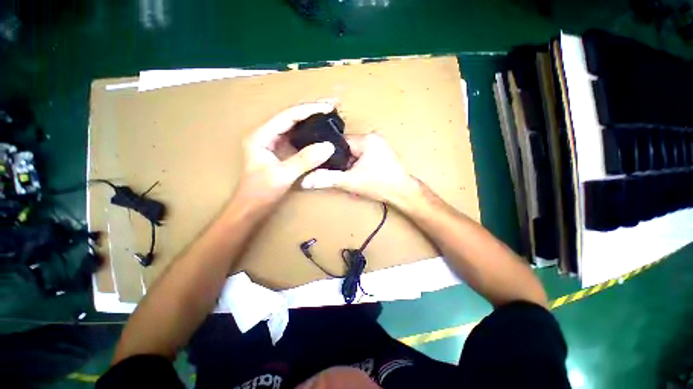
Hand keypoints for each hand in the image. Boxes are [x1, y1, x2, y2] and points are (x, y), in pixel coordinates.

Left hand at [234, 101, 336, 206]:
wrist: (251, 208)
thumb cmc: (260, 193)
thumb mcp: (283, 176)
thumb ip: (305, 160)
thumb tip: (328, 146)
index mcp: (261, 136)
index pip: (288, 116)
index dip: (309, 110)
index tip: (329, 107)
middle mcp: (266, 135)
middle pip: (291, 117)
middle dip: (312, 110)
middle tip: (332, 106)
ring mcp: (273, 143)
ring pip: (294, 126)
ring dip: (311, 120)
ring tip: (329, 115)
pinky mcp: (280, 152)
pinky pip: (296, 138)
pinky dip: (309, 134)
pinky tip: (319, 133)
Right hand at [301, 133, 418, 205]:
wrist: (403, 193)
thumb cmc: (379, 185)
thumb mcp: (351, 182)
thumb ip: (328, 179)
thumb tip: (305, 181)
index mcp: (366, 139)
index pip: (339, 141)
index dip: (329, 153)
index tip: (323, 163)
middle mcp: (373, 137)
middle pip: (346, 146)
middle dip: (340, 159)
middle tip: (338, 172)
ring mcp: (379, 144)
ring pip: (354, 151)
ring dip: (349, 162)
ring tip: (348, 174)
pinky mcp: (381, 152)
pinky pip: (362, 154)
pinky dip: (357, 163)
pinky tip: (357, 173)